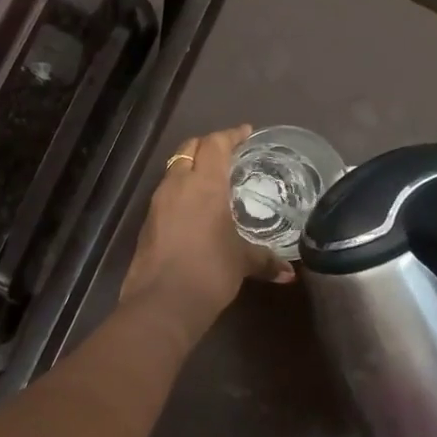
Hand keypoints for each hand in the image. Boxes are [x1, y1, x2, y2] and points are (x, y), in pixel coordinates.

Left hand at [120, 125, 295, 322]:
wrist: (161, 303)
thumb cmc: (209, 271)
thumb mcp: (242, 262)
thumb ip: (265, 260)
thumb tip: (289, 273)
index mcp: (203, 184)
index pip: (215, 144)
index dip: (230, 135)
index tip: (245, 133)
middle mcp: (177, 185)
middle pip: (189, 149)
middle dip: (208, 145)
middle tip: (228, 152)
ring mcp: (157, 203)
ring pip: (174, 170)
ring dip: (191, 167)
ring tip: (212, 179)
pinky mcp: (147, 222)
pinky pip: (166, 194)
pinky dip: (181, 191)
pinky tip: (194, 208)